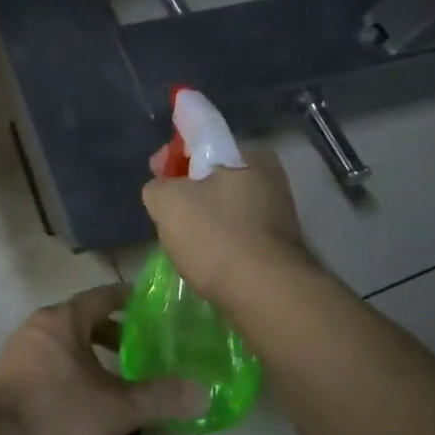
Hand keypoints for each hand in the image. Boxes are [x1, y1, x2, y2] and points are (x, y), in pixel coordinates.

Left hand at [0, 284, 207, 434]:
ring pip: (65, 350)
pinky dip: (73, 380)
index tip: (156, 308)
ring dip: (93, 361)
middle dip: (114, 336)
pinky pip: (50, 372)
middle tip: (147, 351)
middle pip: (82, 322)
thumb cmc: (57, 420)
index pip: (103, 296)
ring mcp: (16, 359)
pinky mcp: (6, 388)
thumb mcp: (118, 411)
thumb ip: (161, 397)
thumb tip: (204, 391)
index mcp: (61, 321)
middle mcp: (35, 330)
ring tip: (122, 385)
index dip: (131, 300)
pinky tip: (88, 409)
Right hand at [141, 146, 312, 302]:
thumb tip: (162, 189)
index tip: (155, 173)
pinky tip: (205, 258)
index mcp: (249, 154)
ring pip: (226, 205)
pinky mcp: (279, 246)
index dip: (172, 154)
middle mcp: (271, 177)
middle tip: (165, 211)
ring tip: (182, 240)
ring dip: (203, 217)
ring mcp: (279, 212)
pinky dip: (220, 240)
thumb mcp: (167, 202)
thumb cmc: (216, 236)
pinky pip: (238, 232)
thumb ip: (158, 185)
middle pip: (214, 174)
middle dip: (188, 189)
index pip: (202, 139)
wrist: (266, 294)